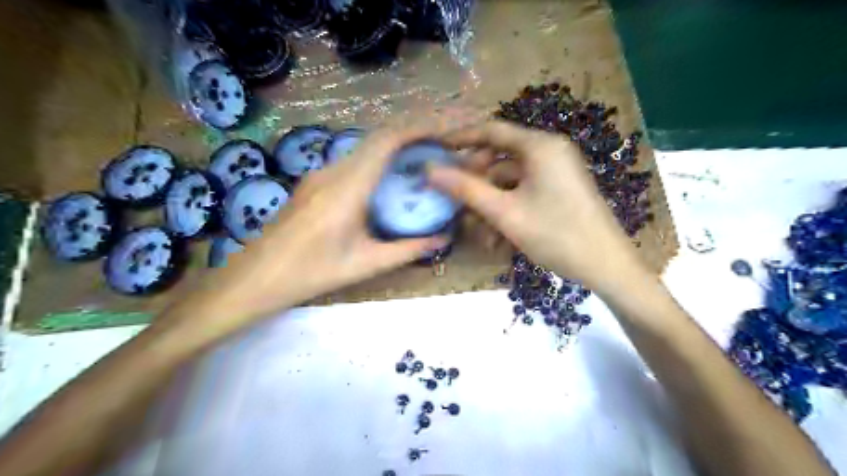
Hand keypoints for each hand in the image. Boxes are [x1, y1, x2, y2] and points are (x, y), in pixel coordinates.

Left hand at [162, 125, 444, 336]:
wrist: (255, 278)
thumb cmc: (311, 273)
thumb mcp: (366, 263)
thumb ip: (408, 250)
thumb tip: (444, 239)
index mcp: (348, 188)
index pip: (386, 142)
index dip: (418, 131)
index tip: (444, 134)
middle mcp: (333, 171)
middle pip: (376, 138)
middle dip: (411, 135)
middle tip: (439, 147)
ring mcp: (319, 174)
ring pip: (363, 148)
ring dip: (392, 147)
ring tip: (419, 160)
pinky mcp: (313, 183)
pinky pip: (351, 161)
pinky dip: (376, 160)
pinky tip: (385, 180)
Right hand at [428, 120, 650, 291]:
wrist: (606, 267)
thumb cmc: (555, 234)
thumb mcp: (504, 213)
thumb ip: (466, 189)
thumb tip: (430, 170)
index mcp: (539, 147)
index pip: (491, 131)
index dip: (460, 139)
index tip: (436, 150)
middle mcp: (549, 153)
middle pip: (499, 160)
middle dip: (476, 184)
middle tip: (454, 203)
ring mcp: (556, 173)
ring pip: (509, 183)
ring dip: (490, 206)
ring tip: (479, 236)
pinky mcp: (559, 191)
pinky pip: (524, 194)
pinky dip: (508, 212)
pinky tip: (498, 240)